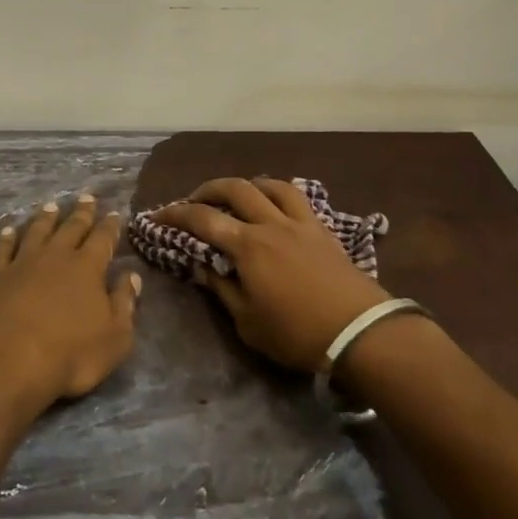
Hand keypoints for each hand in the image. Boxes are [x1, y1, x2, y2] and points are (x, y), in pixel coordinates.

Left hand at [0, 195, 141, 408]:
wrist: (9, 361)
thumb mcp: (115, 338)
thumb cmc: (70, 355)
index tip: (114, 212)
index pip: (103, 239)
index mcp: (87, 268)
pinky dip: (7, 238)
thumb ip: (125, 303)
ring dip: (45, 218)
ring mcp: (23, 263)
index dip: (110, 226)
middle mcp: (56, 256)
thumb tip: (132, 276)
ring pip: (37, 231)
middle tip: (86, 196)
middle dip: (81, 213)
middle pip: (71, 228)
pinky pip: (3, 249)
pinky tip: (9, 230)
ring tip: (51, 205)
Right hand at [155, 178, 390, 372]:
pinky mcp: (322, 229)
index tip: (157, 215)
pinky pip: (296, 197)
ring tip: (235, 195)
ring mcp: (299, 223)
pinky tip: (274, 203)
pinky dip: (277, 192)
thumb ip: (222, 290)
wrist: (360, 333)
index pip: (202, 219)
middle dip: (208, 189)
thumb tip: (202, 267)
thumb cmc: (297, 333)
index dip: (175, 214)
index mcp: (247, 246)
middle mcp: (270, 224)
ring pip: (268, 185)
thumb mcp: (248, 322)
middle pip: (234, 189)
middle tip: (194, 200)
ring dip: (245, 185)